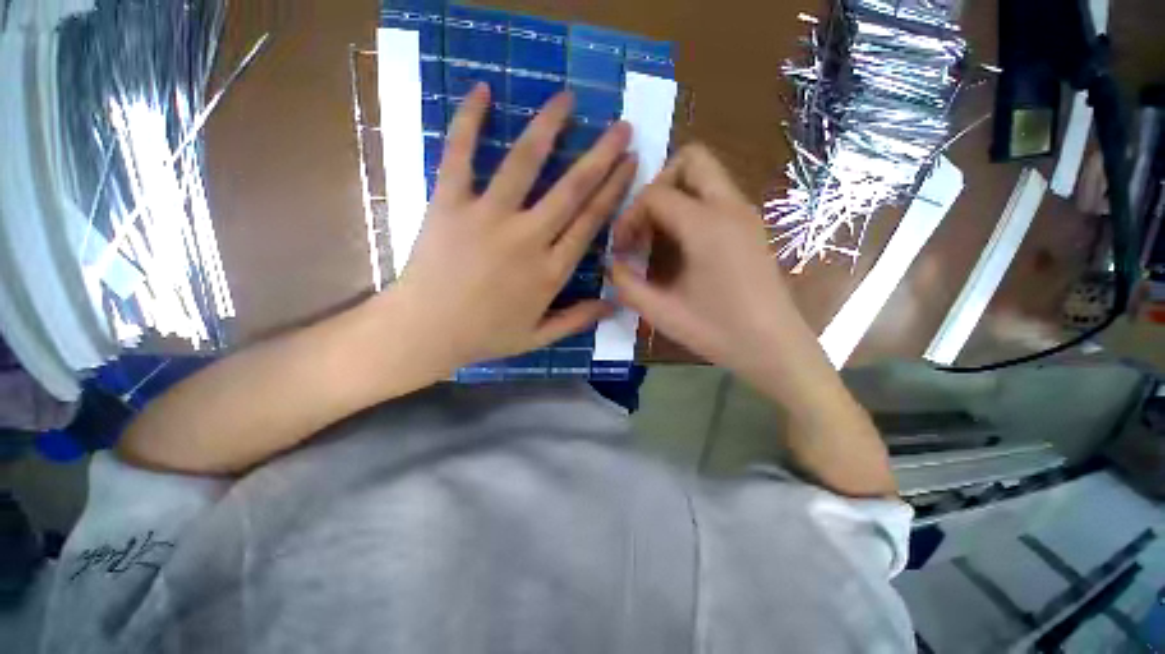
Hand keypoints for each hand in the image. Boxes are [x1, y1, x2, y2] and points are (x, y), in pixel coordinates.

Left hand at [390, 83, 636, 370]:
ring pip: (524, 163)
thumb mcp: (538, 337)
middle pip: (571, 189)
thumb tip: (615, 305)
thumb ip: (577, 320)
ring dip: (549, 127)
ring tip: (567, 99)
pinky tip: (482, 90)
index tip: (630, 162)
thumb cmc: (484, 336)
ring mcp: (488, 217)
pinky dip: (467, 121)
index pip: (591, 222)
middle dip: (601, 155)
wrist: (425, 331)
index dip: (614, 190)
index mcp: (550, 271)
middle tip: (621, 126)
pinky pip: (459, 155)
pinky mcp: (450, 204)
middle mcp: (527, 238)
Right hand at [608, 144, 820, 387]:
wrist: (774, 348)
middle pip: (690, 159)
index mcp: (706, 225)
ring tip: (658, 236)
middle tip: (643, 223)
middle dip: (658, 184)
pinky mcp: (751, 227)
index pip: (655, 194)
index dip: (629, 216)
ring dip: (675, 195)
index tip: (621, 248)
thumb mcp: (661, 312)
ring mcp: (745, 214)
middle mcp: (730, 207)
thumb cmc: (717, 331)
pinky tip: (681, 245)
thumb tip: (612, 263)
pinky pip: (716, 196)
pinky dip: (691, 207)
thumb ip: (627, 284)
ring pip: (706, 175)